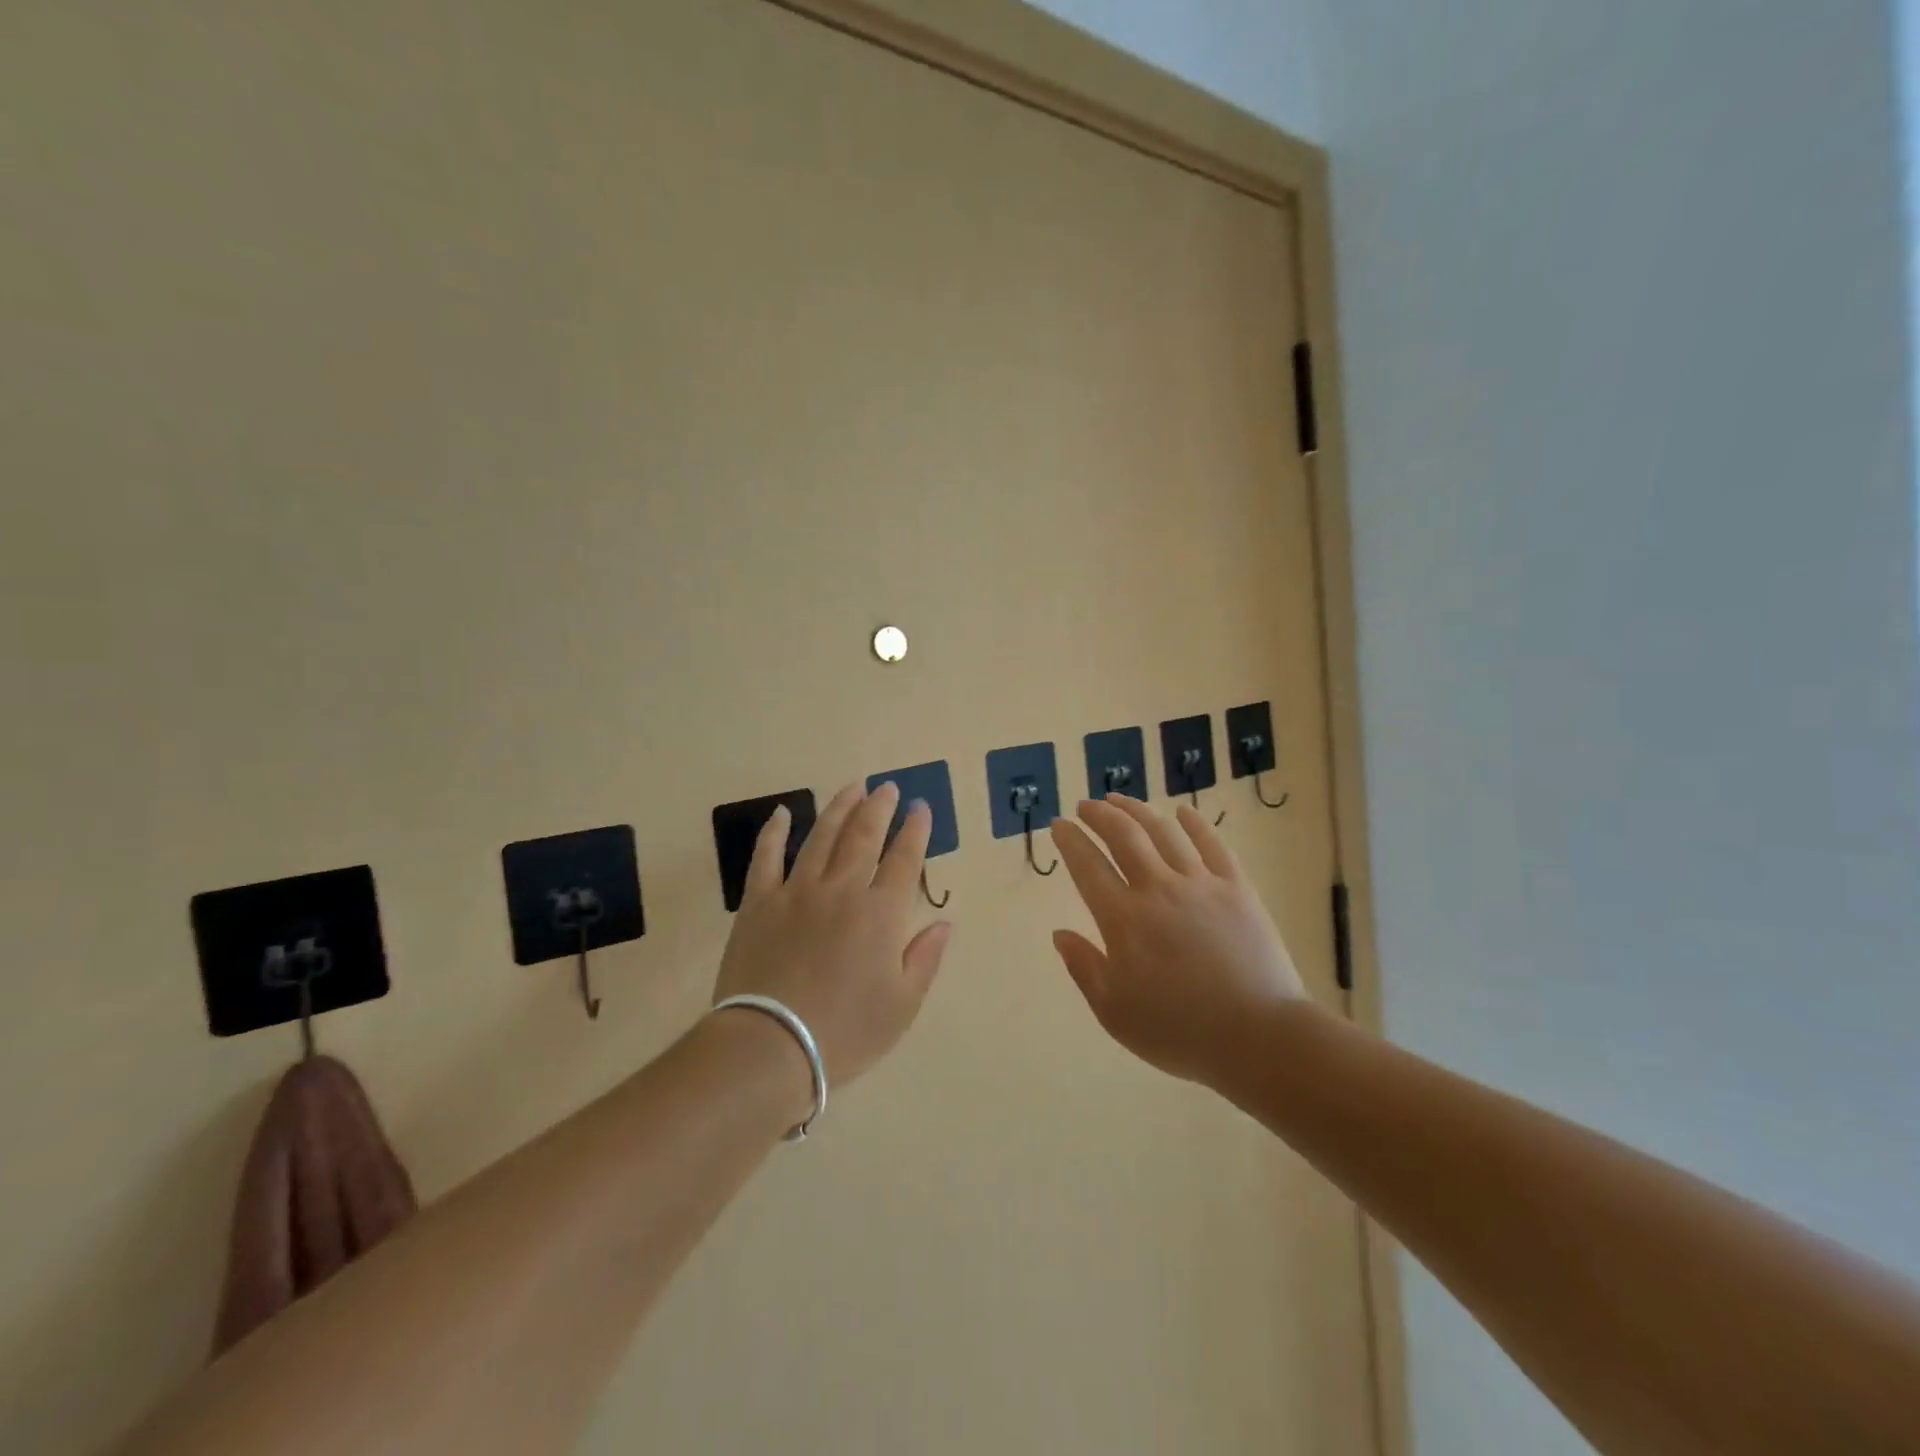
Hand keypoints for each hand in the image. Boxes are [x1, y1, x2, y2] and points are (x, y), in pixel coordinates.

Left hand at [713, 781, 953, 1089]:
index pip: (903, 860)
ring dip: (839, 809)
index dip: (915, 831)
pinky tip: (782, 812)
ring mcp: (797, 892)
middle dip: (879, 808)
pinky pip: (766, 857)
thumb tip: (945, 921)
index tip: (921, 807)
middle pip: (863, 837)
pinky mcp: (759, 902)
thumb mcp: (902, 1005)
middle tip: (887, 787)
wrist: (770, 1046)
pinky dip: (774, 832)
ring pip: (821, 837)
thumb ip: (925, 958)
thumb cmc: (845, 1032)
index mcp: (880, 914)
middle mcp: (841, 891)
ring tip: (852, 787)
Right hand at [1049, 795, 1305, 1086]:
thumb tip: (1059, 934)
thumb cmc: (1180, 1032)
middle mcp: (1158, 889)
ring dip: (1137, 810)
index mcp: (1124, 919)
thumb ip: (1084, 968)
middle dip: (1099, 815)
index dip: (1070, 841)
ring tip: (1120, 800)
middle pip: (1123, 836)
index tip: (1058, 825)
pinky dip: (1194, 823)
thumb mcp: (1115, 1013)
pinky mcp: (1237, 888)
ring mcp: (1201, 884)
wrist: (1259, 1037)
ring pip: (1163, 832)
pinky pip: (1212, 844)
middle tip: (1085, 806)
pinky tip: (1182, 811)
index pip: (1088, 867)